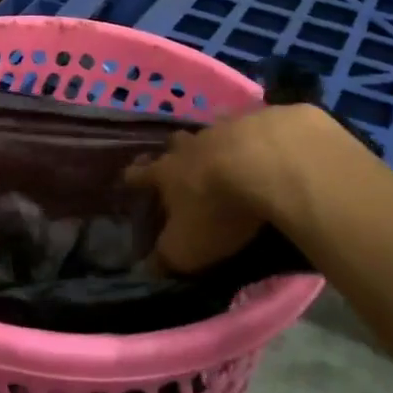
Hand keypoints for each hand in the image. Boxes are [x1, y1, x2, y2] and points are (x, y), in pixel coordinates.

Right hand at [126, 104, 336, 273]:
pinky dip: (251, 136)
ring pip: (211, 133)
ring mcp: (224, 131)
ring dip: (212, 143)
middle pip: (174, 144)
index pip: (139, 174)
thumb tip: (148, 268)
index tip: (128, 177)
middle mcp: (190, 147)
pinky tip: (261, 144)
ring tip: (220, 153)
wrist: (265, 164)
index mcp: (166, 173)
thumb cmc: (216, 210)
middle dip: (172, 152)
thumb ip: (166, 257)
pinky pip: (249, 127)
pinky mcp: (259, 123)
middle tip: (176, 160)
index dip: (133, 177)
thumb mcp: (186, 247)